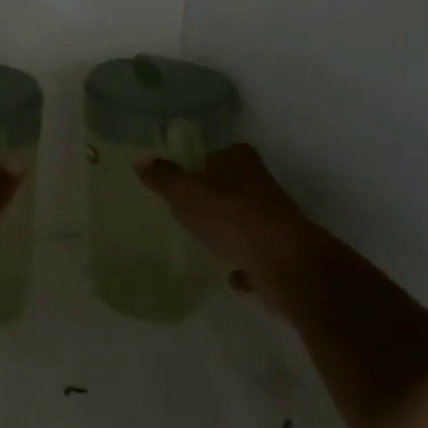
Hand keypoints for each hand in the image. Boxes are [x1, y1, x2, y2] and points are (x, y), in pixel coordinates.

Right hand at [137, 143, 326, 311]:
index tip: (180, 181)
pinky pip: (255, 254)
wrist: (286, 265)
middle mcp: (261, 183)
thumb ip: (163, 177)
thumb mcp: (185, 193)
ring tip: (202, 242)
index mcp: (239, 160)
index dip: (198, 164)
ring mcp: (275, 218)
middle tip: (184, 211)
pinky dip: (243, 263)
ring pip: (244, 220)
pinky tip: (228, 274)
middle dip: (212, 198)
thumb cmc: (230, 217)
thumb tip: (141, 159)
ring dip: (229, 230)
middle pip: (230, 186)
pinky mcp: (283, 251)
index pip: (216, 153)